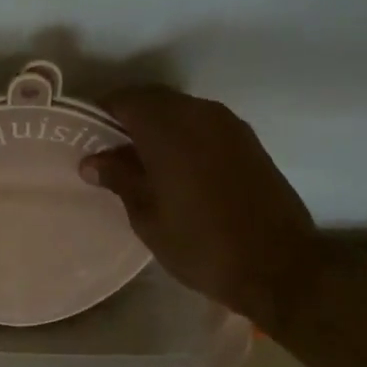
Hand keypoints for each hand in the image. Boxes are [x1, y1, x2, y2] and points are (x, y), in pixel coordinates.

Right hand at [81, 86, 327, 325]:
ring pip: (180, 110)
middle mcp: (199, 114)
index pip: (124, 100)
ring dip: (158, 126)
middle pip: (153, 99)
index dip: (100, 113)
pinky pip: (204, 124)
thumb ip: (120, 179)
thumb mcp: (148, 217)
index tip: (86, 137)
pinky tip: (176, 167)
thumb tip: (92, 161)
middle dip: (128, 118)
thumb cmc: (202, 244)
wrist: (280, 267)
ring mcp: (229, 125)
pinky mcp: (248, 141)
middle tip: (110, 150)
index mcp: (168, 128)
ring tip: (141, 161)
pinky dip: (184, 135)